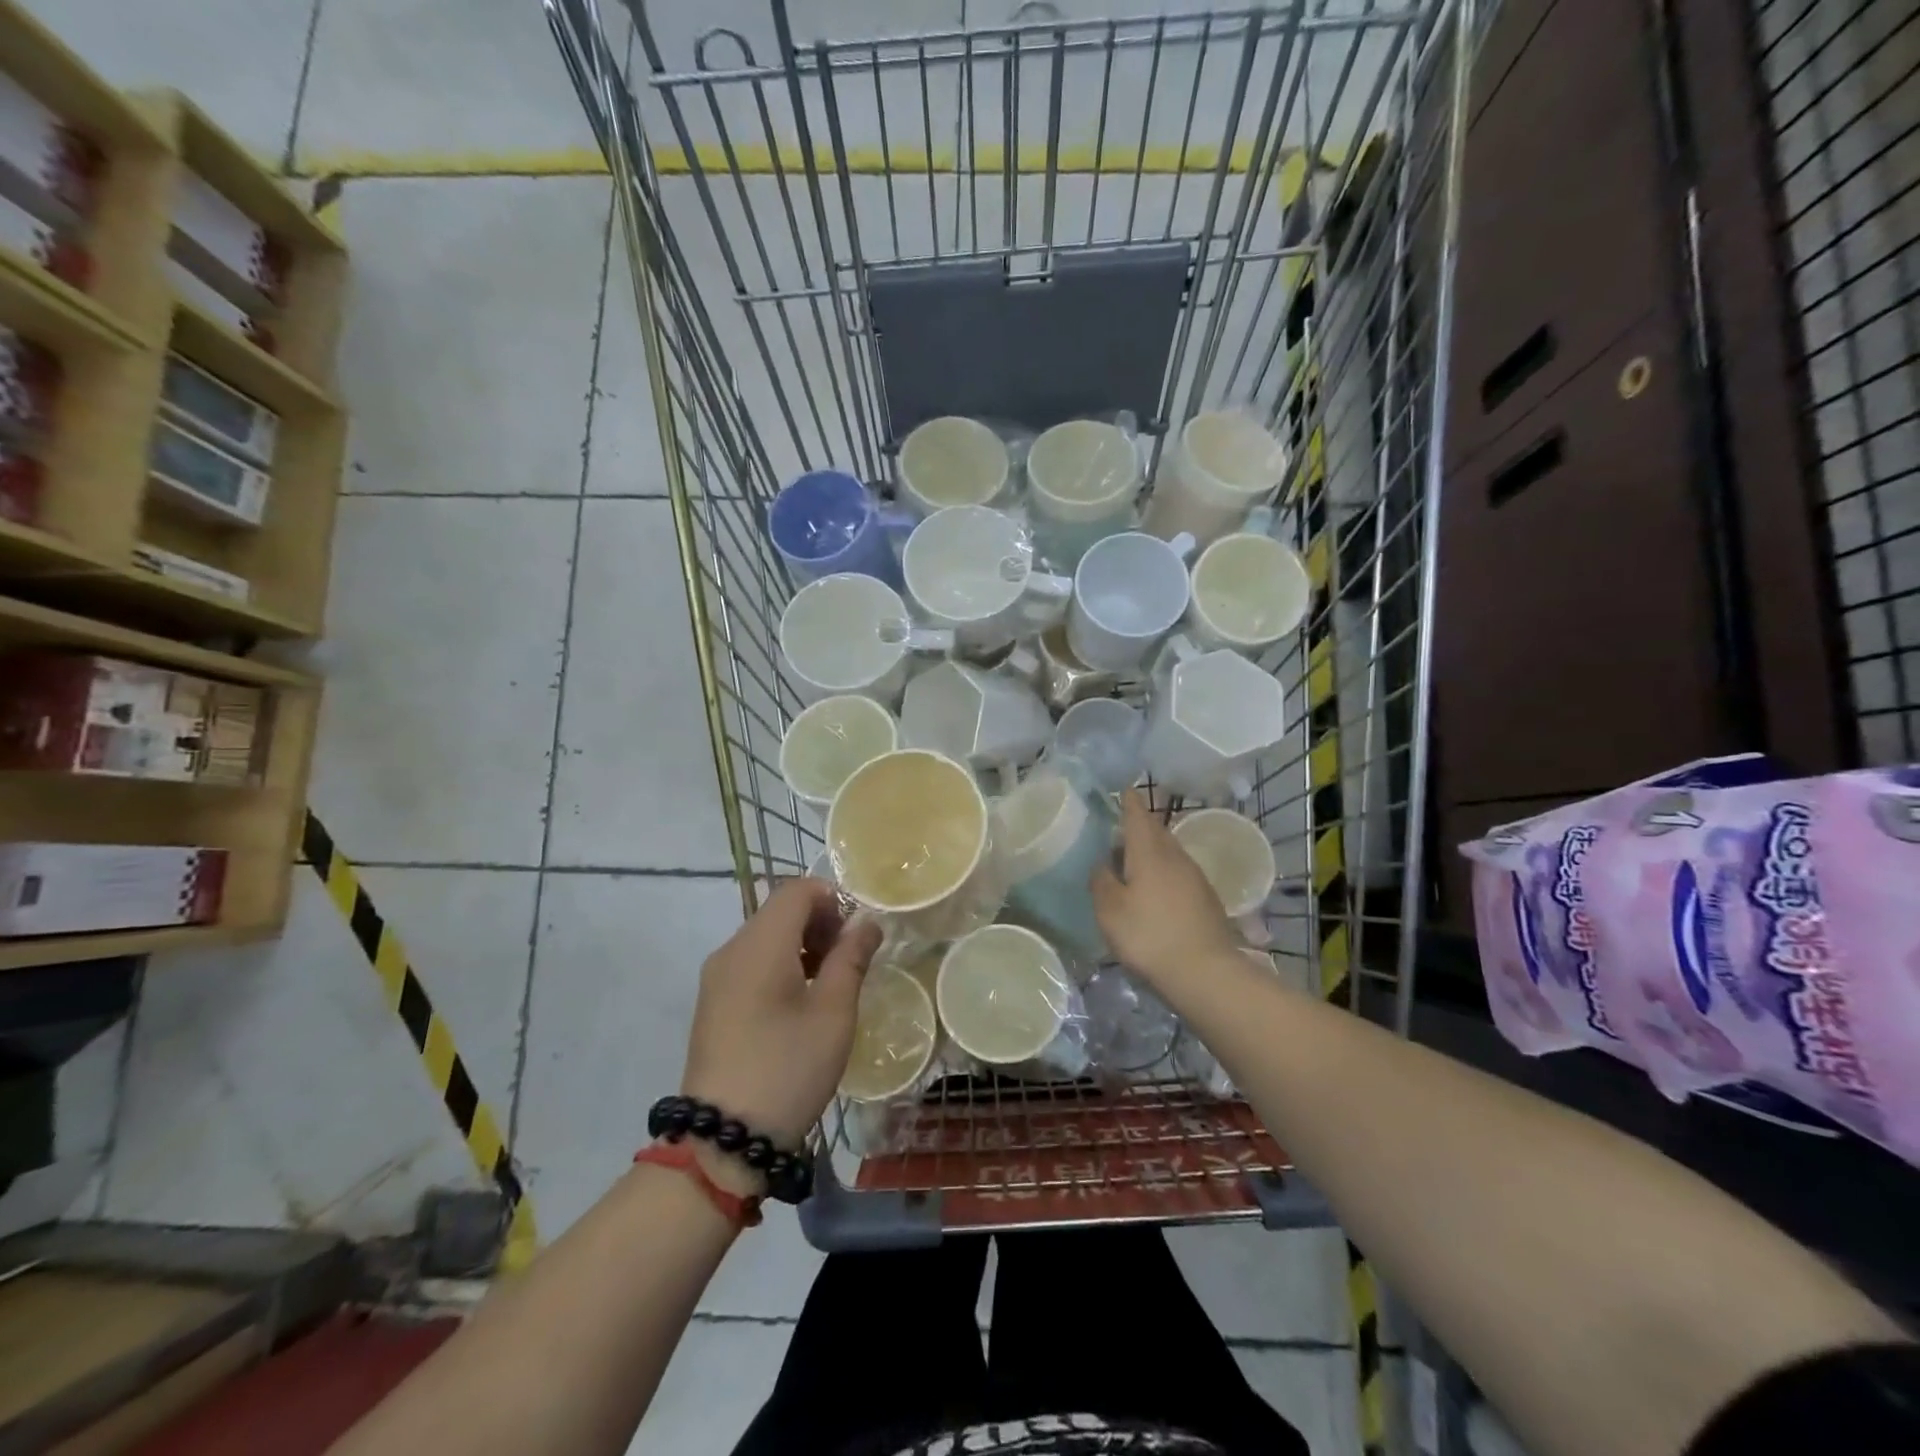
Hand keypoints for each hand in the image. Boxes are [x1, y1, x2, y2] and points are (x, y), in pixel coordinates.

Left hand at [680, 878, 882, 1150]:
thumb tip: (865, 922)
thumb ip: (851, 959)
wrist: (722, 1140)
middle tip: (848, 962)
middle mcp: (731, 950)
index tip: (856, 936)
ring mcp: (716, 978)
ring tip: (828, 986)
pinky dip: (780, 966)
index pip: (796, 890)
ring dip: (802, 945)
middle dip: (819, 923)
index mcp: (759, 945)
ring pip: (765, 937)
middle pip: (779, 910)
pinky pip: (751, 963)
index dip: (832, 899)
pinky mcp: (713, 1003)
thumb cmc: (787, 1068)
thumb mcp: (833, 1014)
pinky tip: (799, 1004)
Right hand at [1091, 789, 1242, 989]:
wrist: (1205, 972)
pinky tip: (1154, 888)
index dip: (1129, 801)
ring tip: (1132, 859)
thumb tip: (1102, 863)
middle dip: (1140, 824)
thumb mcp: (1110, 910)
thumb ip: (1102, 881)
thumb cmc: (1149, 936)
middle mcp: (1175, 856)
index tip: (1123, 789)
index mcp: (1149, 852)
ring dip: (1152, 849)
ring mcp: (1195, 877)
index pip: (1137, 816)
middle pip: (1156, 831)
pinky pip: (1179, 872)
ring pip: (1169, 852)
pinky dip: (1163, 871)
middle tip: (1119, 826)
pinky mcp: (1206, 898)